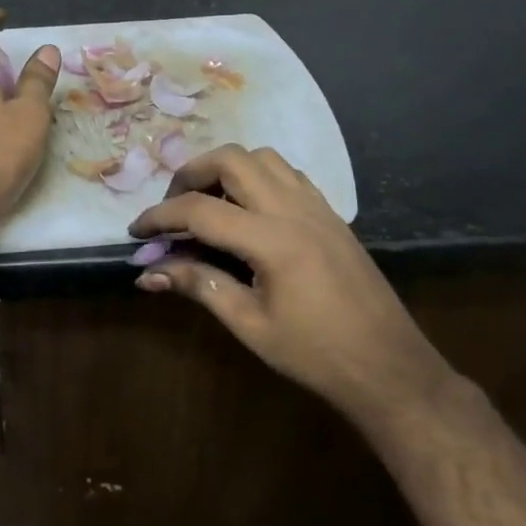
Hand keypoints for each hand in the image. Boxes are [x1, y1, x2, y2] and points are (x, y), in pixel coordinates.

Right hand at [129, 145, 444, 412]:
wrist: (390, 368)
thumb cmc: (316, 355)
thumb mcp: (250, 324)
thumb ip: (198, 286)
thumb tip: (147, 273)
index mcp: (272, 239)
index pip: (200, 210)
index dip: (160, 217)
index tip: (136, 232)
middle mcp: (294, 209)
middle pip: (231, 159)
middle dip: (190, 174)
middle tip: (172, 209)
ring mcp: (317, 207)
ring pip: (262, 158)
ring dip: (225, 170)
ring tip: (207, 205)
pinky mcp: (331, 215)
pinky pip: (287, 174)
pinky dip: (256, 178)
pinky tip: (247, 212)